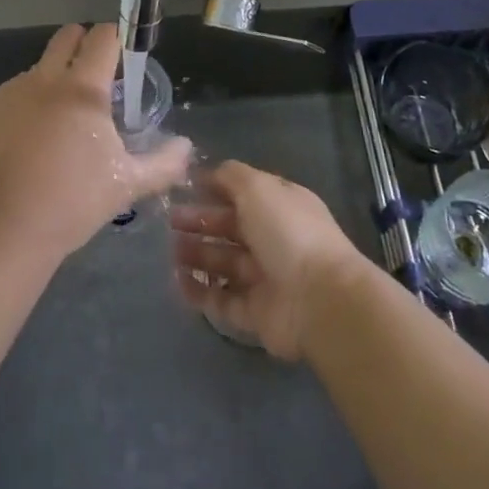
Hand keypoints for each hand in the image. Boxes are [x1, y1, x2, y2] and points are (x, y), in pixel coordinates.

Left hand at [0, 24, 192, 265]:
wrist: (4, 229)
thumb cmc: (73, 202)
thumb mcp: (127, 184)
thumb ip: (164, 162)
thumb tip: (187, 146)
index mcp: (83, 89)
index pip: (103, 38)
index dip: (115, 38)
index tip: (121, 55)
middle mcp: (44, 79)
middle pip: (66, 38)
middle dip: (81, 44)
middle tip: (92, 75)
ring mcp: (8, 92)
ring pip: (36, 71)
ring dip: (50, 84)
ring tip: (55, 126)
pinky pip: (8, 98)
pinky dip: (21, 111)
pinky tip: (23, 146)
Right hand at [168, 160, 370, 360]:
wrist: (320, 300)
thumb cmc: (288, 232)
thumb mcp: (258, 187)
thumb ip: (230, 176)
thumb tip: (207, 173)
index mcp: (280, 206)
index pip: (243, 193)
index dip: (214, 189)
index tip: (184, 189)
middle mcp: (274, 239)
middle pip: (230, 228)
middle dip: (200, 223)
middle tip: (169, 221)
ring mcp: (266, 278)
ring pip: (224, 263)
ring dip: (196, 256)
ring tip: (169, 252)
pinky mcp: (257, 314)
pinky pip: (222, 300)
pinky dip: (200, 292)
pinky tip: (177, 282)